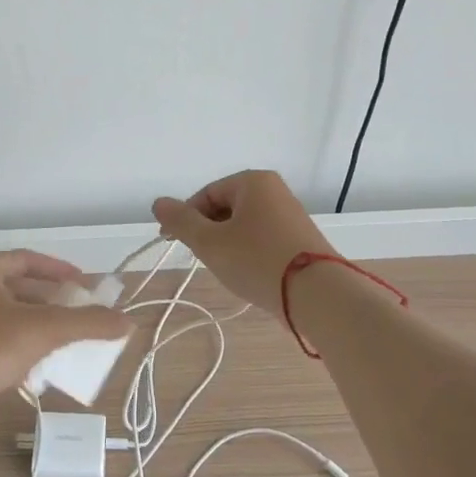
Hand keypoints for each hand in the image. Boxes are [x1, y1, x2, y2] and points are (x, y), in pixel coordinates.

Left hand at [0, 250, 132, 432]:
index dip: (57, 269)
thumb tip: (129, 322)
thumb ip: (88, 323)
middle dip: (51, 300)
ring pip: (9, 318)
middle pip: (18, 289)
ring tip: (68, 337)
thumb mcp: (46, 328)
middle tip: (80, 311)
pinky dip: (23, 348)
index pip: (25, 259)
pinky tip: (43, 365)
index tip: (82, 283)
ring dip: (39, 325)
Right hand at [151, 170, 337, 319]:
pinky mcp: (301, 239)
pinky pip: (263, 239)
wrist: (318, 294)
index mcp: (253, 182)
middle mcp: (275, 191)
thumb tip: (158, 203)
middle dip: (209, 232)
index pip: (206, 194)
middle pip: (225, 208)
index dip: (186, 219)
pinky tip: (249, 274)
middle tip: (204, 258)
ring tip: (227, 270)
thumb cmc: (257, 260)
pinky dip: (249, 253)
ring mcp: (291, 215)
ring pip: (243, 226)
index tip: (175, 244)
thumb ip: (180, 222)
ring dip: (228, 245)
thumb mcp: (210, 242)